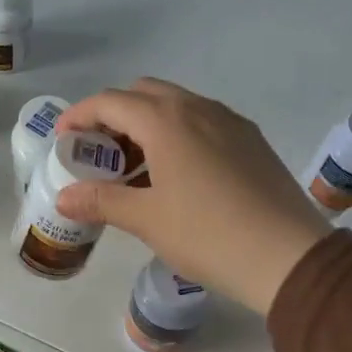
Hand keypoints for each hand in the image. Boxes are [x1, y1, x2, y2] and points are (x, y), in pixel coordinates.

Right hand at [56, 79, 331, 314]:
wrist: (288, 257)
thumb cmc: (208, 235)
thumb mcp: (147, 219)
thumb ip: (101, 201)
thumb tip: (63, 197)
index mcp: (167, 120)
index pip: (110, 101)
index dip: (80, 115)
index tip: (64, 139)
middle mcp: (198, 108)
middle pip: (144, 93)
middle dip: (114, 115)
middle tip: (101, 153)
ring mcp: (230, 121)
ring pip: (177, 106)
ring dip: (147, 124)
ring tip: (136, 168)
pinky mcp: (252, 140)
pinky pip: (203, 121)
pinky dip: (178, 134)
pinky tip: (178, 174)